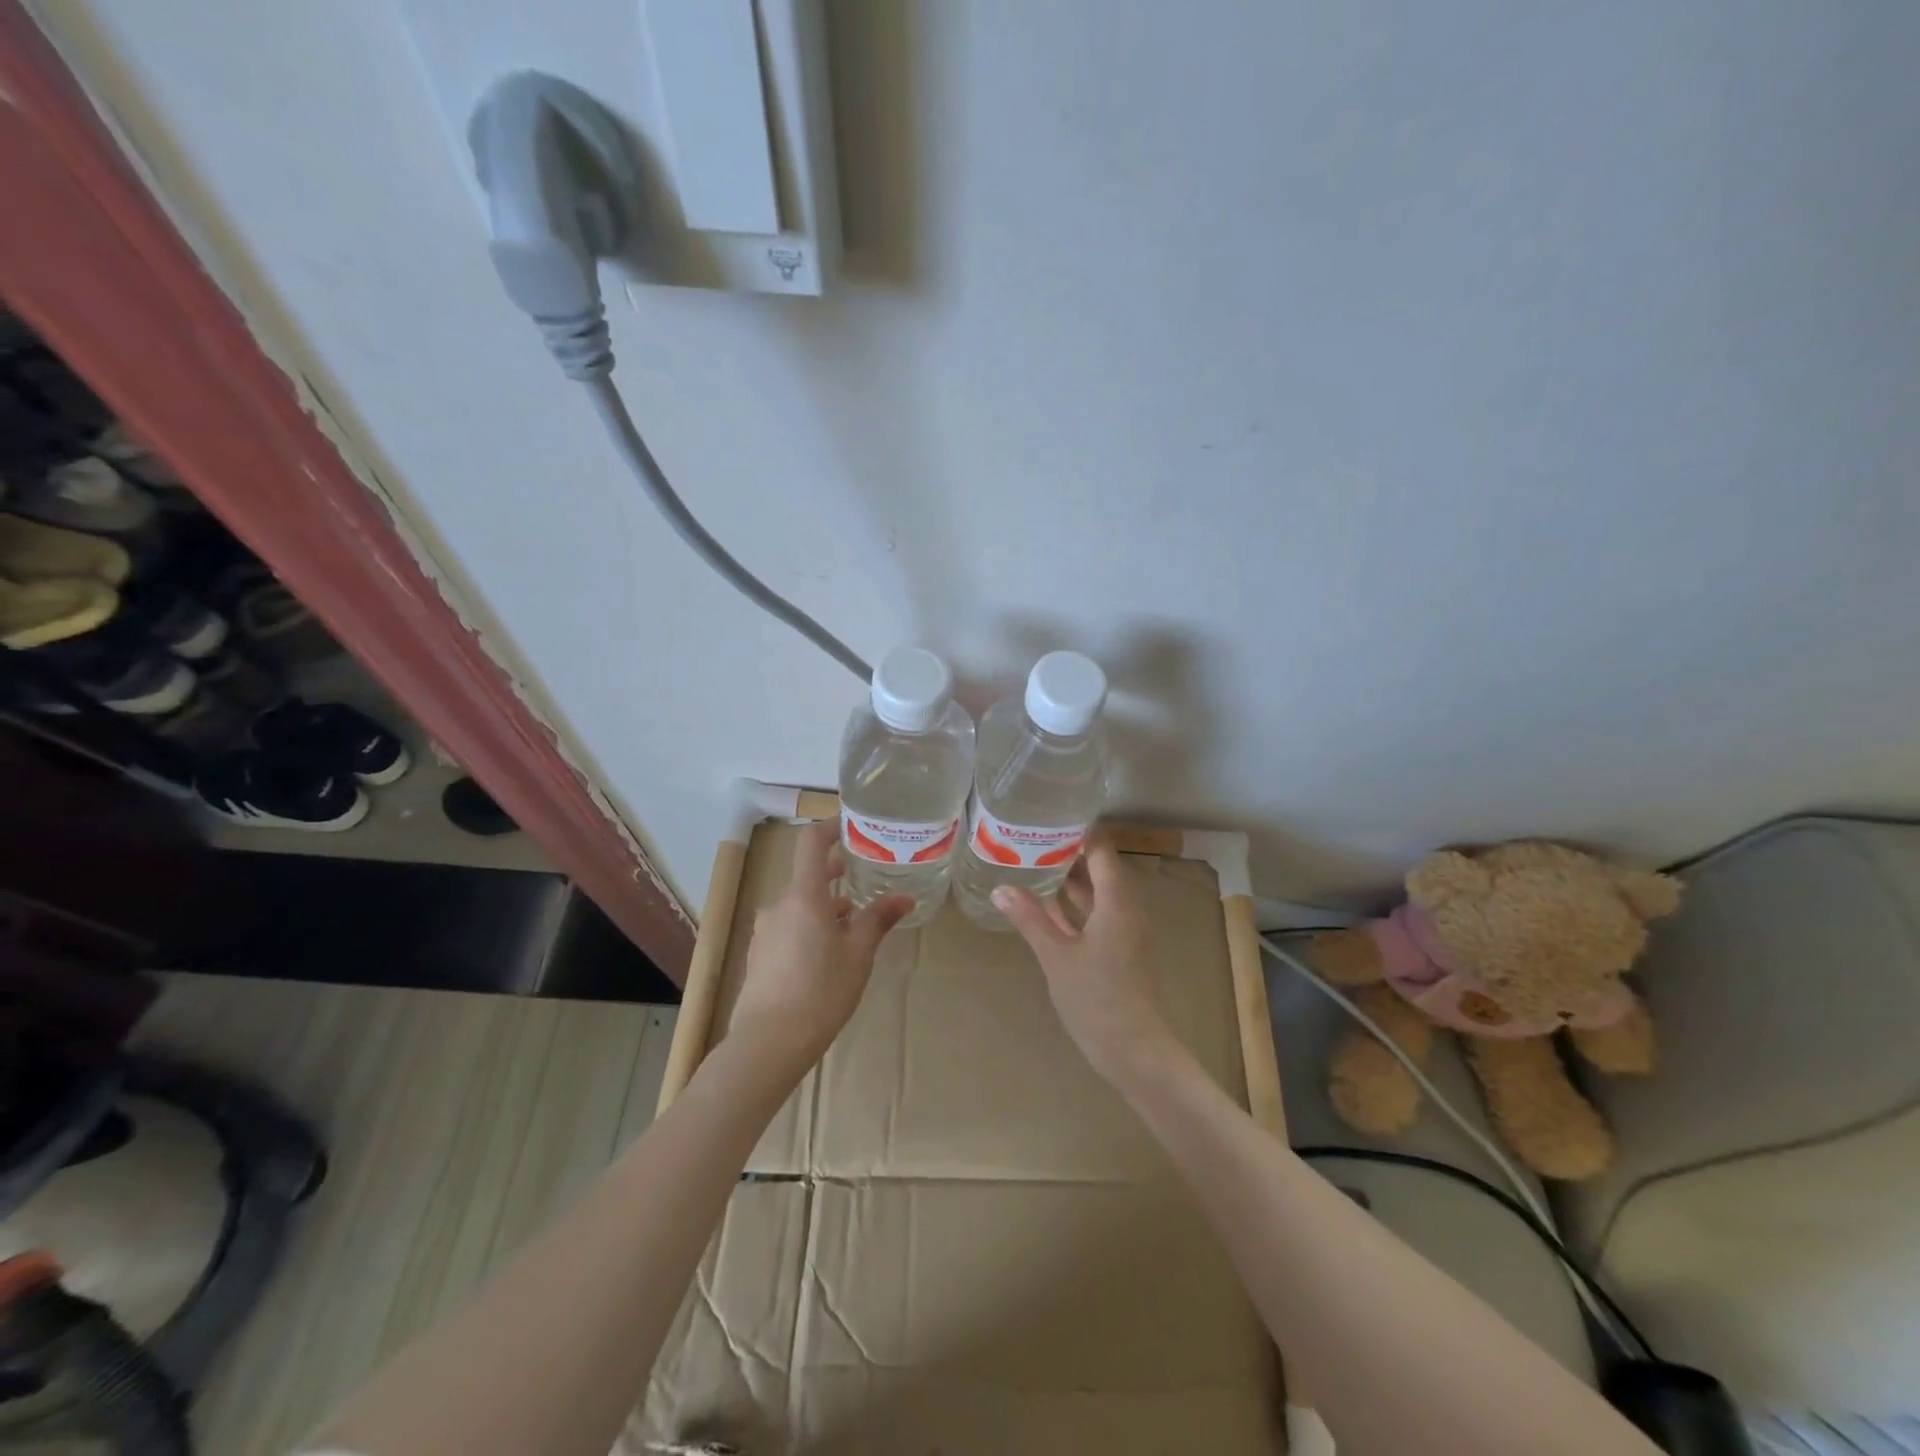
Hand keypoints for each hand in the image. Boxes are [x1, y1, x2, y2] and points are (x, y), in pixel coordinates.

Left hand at [730, 822, 911, 1073]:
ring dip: (826, 905)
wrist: (768, 1044)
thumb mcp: (858, 954)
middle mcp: (780, 905)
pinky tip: (829, 951)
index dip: (830, 827)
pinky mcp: (761, 954)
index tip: (853, 824)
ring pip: (800, 904)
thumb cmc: (821, 992)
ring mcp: (766, 930)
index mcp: (804, 896)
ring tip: (855, 921)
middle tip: (867, 874)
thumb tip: (905, 897)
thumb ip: (878, 919)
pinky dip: (811, 925)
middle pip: (808, 876)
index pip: (812, 843)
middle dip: (837, 873)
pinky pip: (789, 926)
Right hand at [992, 839, 1184, 1087]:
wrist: (1135, 1051)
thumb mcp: (1057, 956)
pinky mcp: (1119, 949)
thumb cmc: (1097, 998)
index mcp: (1117, 901)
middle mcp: (1126, 908)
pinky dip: (1074, 905)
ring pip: (1097, 892)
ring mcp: (1124, 930)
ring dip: (1070, 878)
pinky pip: (1096, 913)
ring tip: (1033, 861)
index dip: (1078, 830)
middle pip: (1100, 867)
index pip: (1101, 849)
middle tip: (1031, 835)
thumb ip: (1030, 919)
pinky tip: (1046, 903)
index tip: (1048, 815)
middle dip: (1068, 851)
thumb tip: (1001, 887)